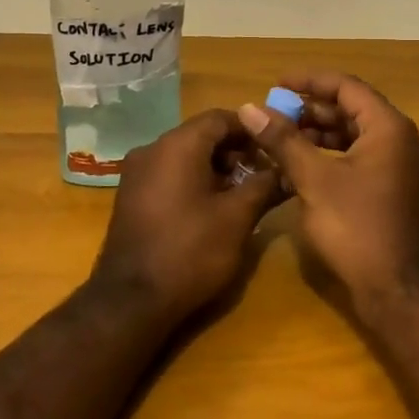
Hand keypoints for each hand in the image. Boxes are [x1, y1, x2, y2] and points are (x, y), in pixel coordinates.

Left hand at [91, 109, 279, 318]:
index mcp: (178, 145)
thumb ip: (264, 186)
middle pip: (201, 135)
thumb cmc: (190, 251)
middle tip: (264, 173)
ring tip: (243, 193)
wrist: (131, 300)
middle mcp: (152, 149)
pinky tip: (212, 207)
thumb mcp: (237, 218)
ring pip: (184, 155)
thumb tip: (288, 170)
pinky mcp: (130, 196)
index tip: (276, 147)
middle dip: (235, 150)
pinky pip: (168, 174)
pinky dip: (193, 180)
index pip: (220, 118)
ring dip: (216, 167)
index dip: (252, 129)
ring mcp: (136, 173)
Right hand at [237, 73, 418, 305]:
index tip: (275, 84)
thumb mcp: (314, 180)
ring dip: (319, 134)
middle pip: (352, 110)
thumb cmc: (356, 227)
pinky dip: (331, 155)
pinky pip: (360, 157)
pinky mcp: (394, 189)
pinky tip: (302, 166)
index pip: (346, 87)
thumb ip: (283, 140)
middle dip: (311, 110)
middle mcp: (401, 140)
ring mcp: (400, 166)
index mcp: (388, 127)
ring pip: (355, 136)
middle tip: (274, 114)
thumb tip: (249, 108)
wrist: (399, 290)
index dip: (309, 81)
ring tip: (281, 138)